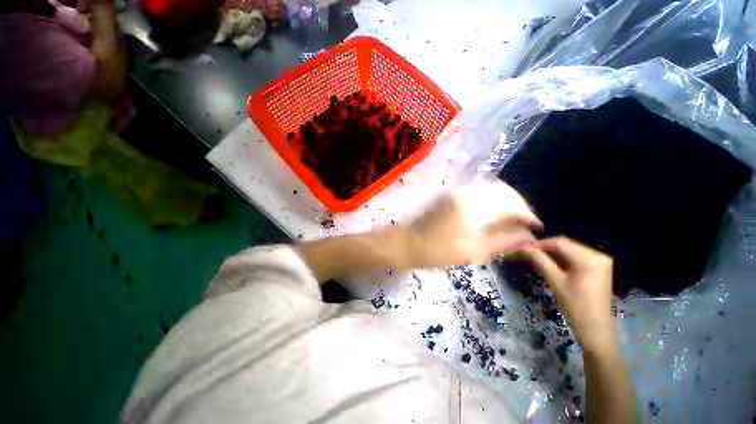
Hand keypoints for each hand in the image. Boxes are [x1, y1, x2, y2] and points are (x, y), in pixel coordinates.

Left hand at [405, 178, 541, 268]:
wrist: (409, 242)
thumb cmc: (439, 251)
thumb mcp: (474, 252)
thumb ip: (504, 241)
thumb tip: (528, 236)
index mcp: (474, 207)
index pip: (512, 204)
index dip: (528, 215)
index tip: (537, 227)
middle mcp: (467, 192)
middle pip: (503, 190)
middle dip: (519, 205)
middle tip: (525, 222)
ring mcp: (458, 189)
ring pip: (491, 188)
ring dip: (506, 200)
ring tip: (512, 217)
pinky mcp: (451, 192)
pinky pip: (478, 190)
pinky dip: (492, 198)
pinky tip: (494, 211)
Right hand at [522, 237, 614, 351]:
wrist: (595, 329)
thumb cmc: (575, 306)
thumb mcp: (555, 281)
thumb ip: (540, 260)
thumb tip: (523, 248)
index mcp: (590, 258)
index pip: (559, 243)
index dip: (539, 244)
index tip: (521, 247)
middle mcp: (598, 255)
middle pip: (565, 244)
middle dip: (544, 247)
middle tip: (525, 252)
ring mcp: (599, 261)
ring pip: (569, 250)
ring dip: (551, 252)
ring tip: (533, 256)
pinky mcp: (597, 268)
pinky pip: (575, 257)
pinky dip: (561, 258)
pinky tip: (548, 262)